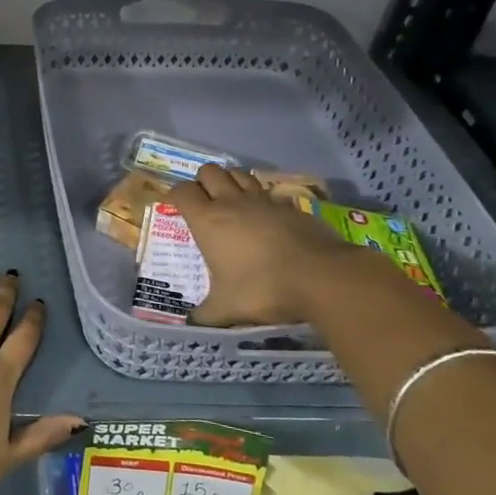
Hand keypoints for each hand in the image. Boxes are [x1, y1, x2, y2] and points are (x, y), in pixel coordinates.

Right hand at [168, 164, 358, 327]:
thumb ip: (205, 314)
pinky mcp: (290, 207)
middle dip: (202, 181)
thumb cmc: (262, 288)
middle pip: (210, 171)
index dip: (175, 195)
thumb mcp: (226, 309)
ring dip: (231, 181)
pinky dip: (263, 199)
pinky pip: (269, 194)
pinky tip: (266, 217)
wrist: (320, 277)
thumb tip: (191, 323)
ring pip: (240, 173)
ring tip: (231, 200)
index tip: (175, 206)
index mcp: (208, 220)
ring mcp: (264, 201)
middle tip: (203, 201)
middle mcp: (232, 203)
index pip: (182, 191)